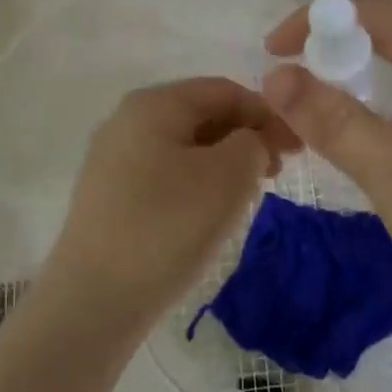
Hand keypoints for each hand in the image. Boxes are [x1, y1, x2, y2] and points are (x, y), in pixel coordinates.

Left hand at [47, 78, 298, 327]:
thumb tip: (249, 143)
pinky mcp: (108, 196)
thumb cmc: (167, 227)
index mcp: (153, 104)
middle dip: (245, 138)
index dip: (267, 114)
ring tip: (246, 196)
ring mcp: (112, 159)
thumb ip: (254, 143)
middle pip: (202, 115)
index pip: (224, 90)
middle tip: (275, 174)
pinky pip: (164, 174)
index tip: (297, 149)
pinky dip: (196, 183)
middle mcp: (126, 121)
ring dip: (223, 163)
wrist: (94, 301)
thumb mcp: (229, 177)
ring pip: (184, 147)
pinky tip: (208, 215)